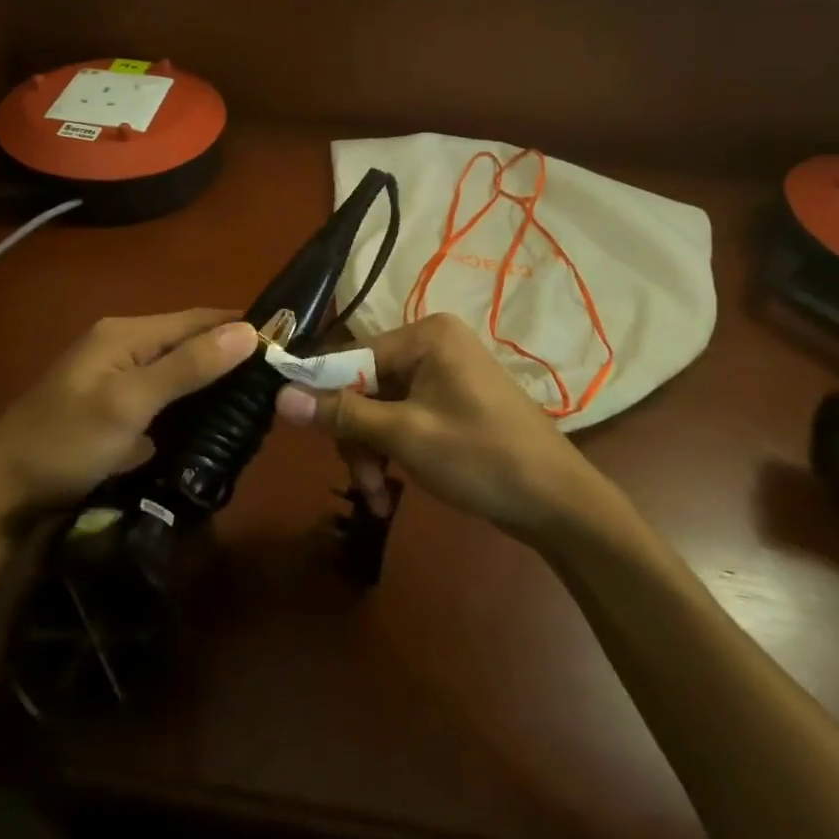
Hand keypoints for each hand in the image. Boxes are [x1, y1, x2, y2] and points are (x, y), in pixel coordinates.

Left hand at [0, 308, 259, 518]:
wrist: (1, 492)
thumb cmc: (66, 441)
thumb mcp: (130, 403)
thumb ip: (187, 366)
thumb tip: (248, 331)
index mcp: (126, 333)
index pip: (198, 318)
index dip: (241, 327)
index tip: (287, 344)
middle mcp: (122, 344)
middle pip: (189, 342)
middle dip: (230, 356)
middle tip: (276, 382)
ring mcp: (115, 377)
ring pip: (178, 369)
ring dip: (212, 381)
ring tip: (255, 401)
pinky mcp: (113, 407)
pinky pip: (164, 395)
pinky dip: (190, 403)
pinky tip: (213, 421)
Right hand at [276, 313, 595, 538]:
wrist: (559, 503)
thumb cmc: (482, 458)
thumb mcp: (405, 436)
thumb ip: (342, 414)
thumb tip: (280, 397)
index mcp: (425, 336)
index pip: (350, 356)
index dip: (322, 394)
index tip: (300, 433)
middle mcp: (431, 344)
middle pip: (364, 386)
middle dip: (357, 438)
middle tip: (362, 483)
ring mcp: (443, 374)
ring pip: (379, 408)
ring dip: (372, 453)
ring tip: (378, 498)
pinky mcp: (450, 402)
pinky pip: (403, 418)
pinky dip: (393, 452)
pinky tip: (392, 491)